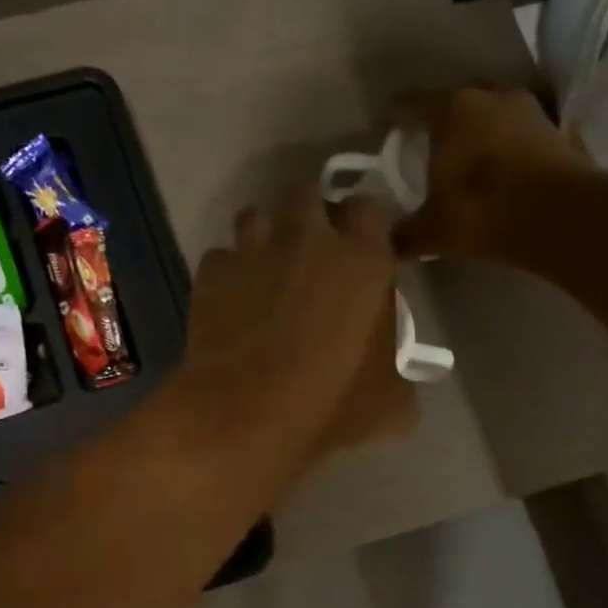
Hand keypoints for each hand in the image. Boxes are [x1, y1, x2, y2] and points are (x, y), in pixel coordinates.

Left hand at [181, 187, 415, 473]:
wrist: (246, 414)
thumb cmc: (329, 404)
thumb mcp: (389, 402)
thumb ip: (396, 370)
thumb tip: (392, 376)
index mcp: (362, 260)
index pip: (367, 207)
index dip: (360, 223)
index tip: (356, 246)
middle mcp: (307, 239)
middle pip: (306, 193)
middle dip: (307, 213)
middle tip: (307, 250)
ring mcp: (253, 250)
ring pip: (254, 216)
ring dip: (261, 236)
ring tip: (262, 270)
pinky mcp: (212, 271)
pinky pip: (220, 258)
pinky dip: (226, 274)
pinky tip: (227, 301)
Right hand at [391, 87, 593, 262]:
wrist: (560, 217)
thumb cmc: (481, 212)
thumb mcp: (431, 231)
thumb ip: (404, 235)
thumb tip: (386, 245)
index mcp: (450, 110)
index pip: (413, 106)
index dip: (398, 120)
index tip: (388, 132)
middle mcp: (490, 97)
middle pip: (457, 103)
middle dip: (442, 122)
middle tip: (429, 147)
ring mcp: (529, 110)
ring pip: (493, 114)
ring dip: (480, 132)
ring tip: (467, 158)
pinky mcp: (558, 131)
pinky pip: (520, 135)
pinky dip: (508, 148)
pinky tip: (500, 170)